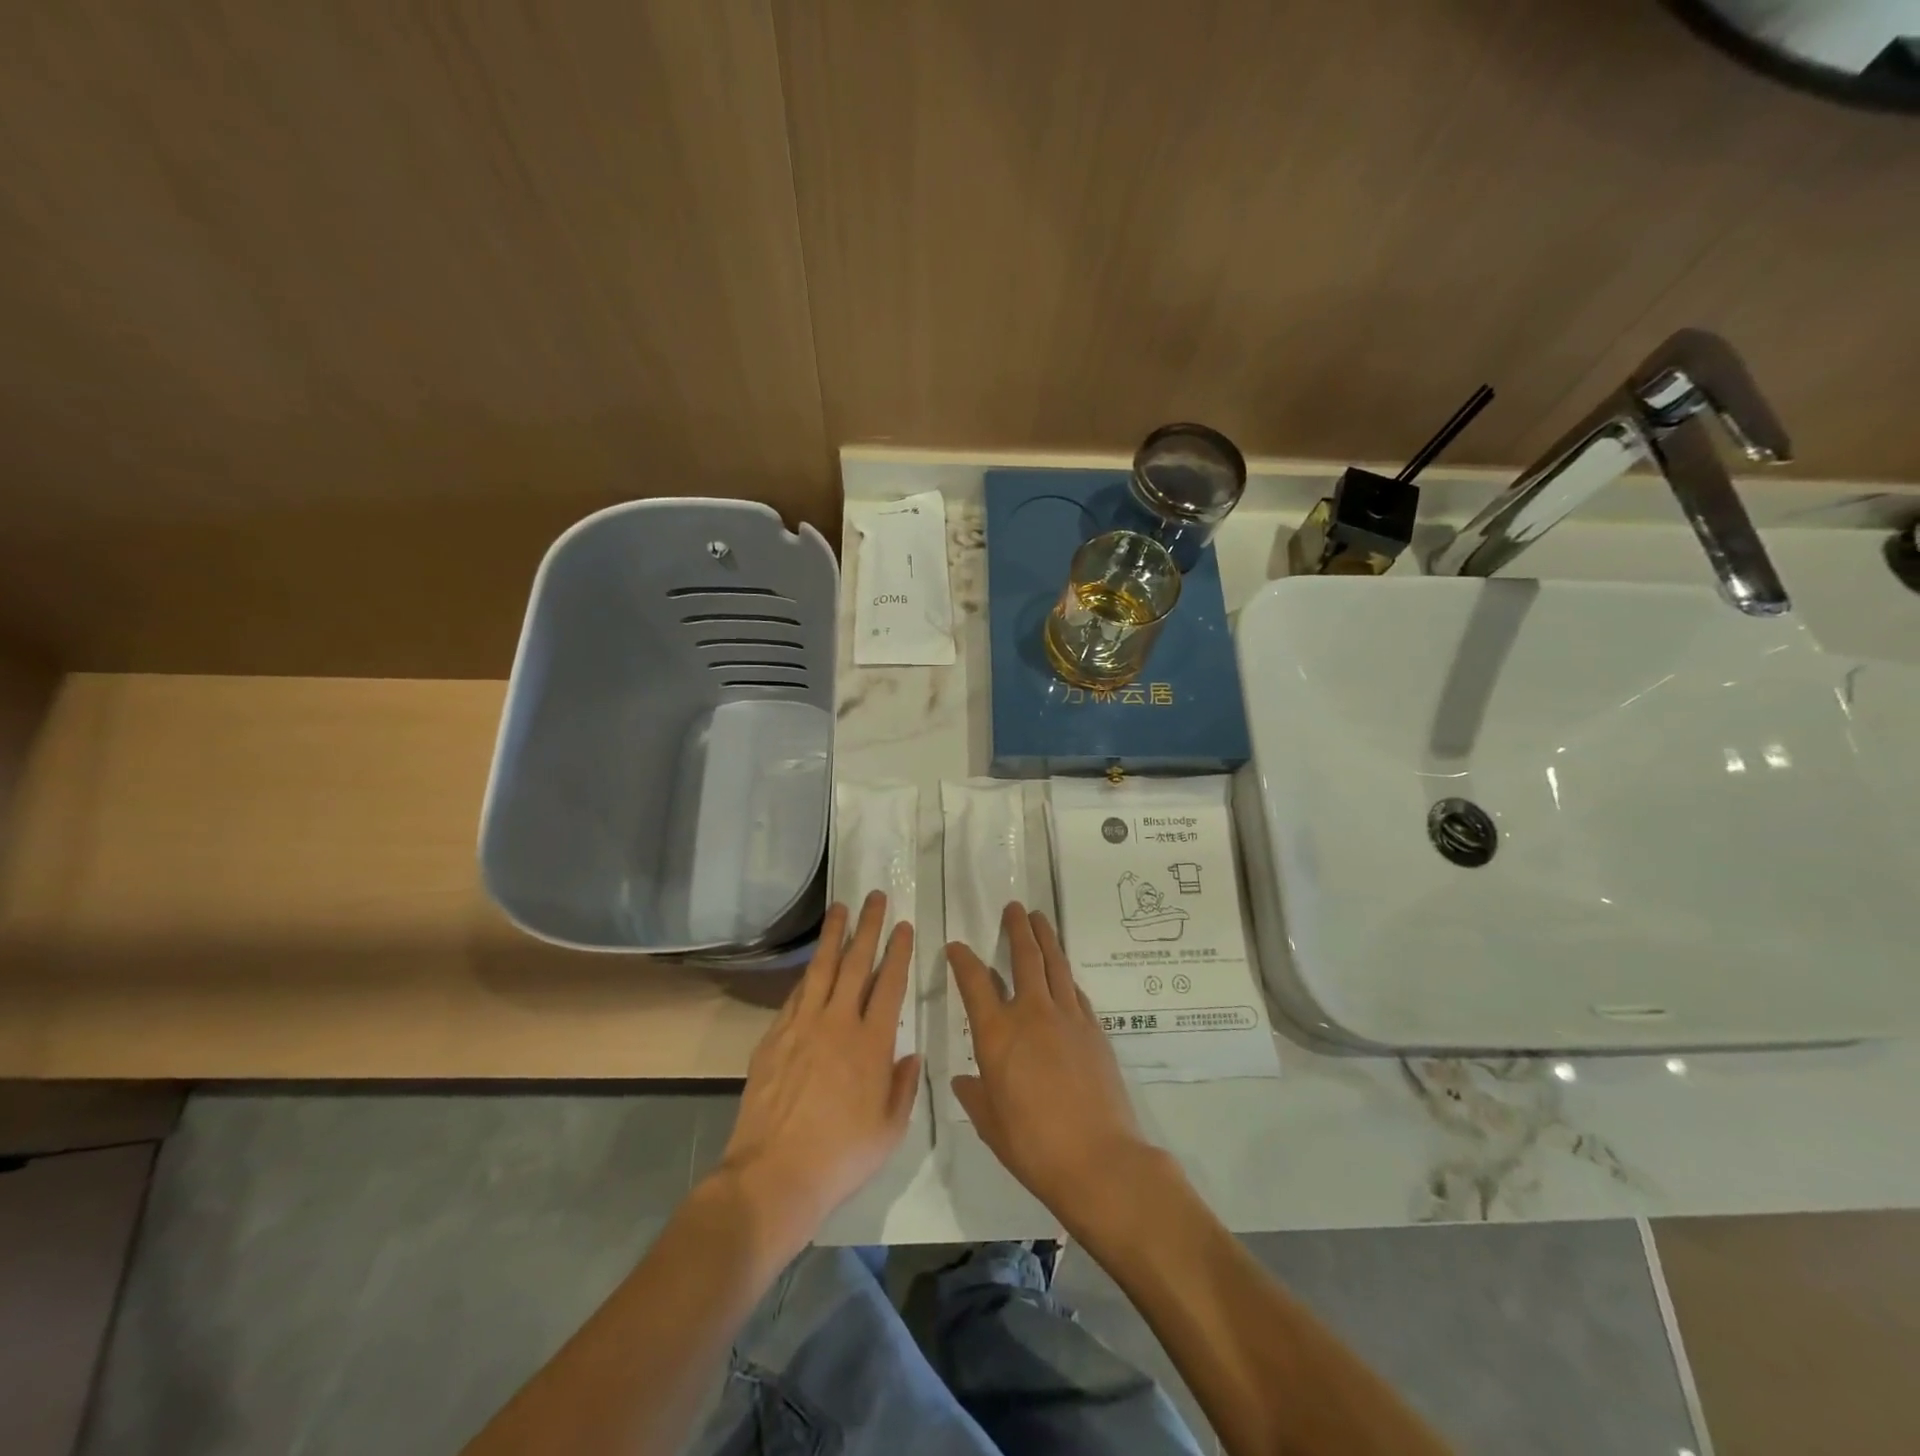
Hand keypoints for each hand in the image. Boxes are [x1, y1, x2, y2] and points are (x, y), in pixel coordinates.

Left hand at [715, 892, 921, 1253]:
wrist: (774, 1175)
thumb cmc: (841, 1157)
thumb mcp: (890, 1130)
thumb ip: (903, 1087)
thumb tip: (910, 1054)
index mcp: (873, 1043)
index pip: (890, 984)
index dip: (899, 952)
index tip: (904, 927)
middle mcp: (839, 1023)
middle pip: (857, 963)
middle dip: (869, 927)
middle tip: (875, 897)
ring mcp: (803, 1026)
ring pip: (823, 968)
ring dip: (834, 935)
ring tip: (840, 908)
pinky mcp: (775, 1036)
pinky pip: (796, 994)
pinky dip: (808, 973)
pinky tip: (813, 962)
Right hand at [948, 902, 1153, 1227]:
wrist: (1099, 1159)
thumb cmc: (1034, 1146)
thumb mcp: (991, 1125)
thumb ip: (975, 1096)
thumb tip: (965, 1081)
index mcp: (997, 1034)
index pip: (974, 982)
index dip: (963, 960)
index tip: (956, 946)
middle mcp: (1031, 1014)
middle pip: (1024, 957)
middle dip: (1017, 928)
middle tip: (1014, 908)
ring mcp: (1068, 1018)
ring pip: (1055, 964)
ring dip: (1045, 938)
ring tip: (1039, 918)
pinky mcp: (1094, 1029)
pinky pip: (1075, 991)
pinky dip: (1066, 975)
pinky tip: (1064, 973)